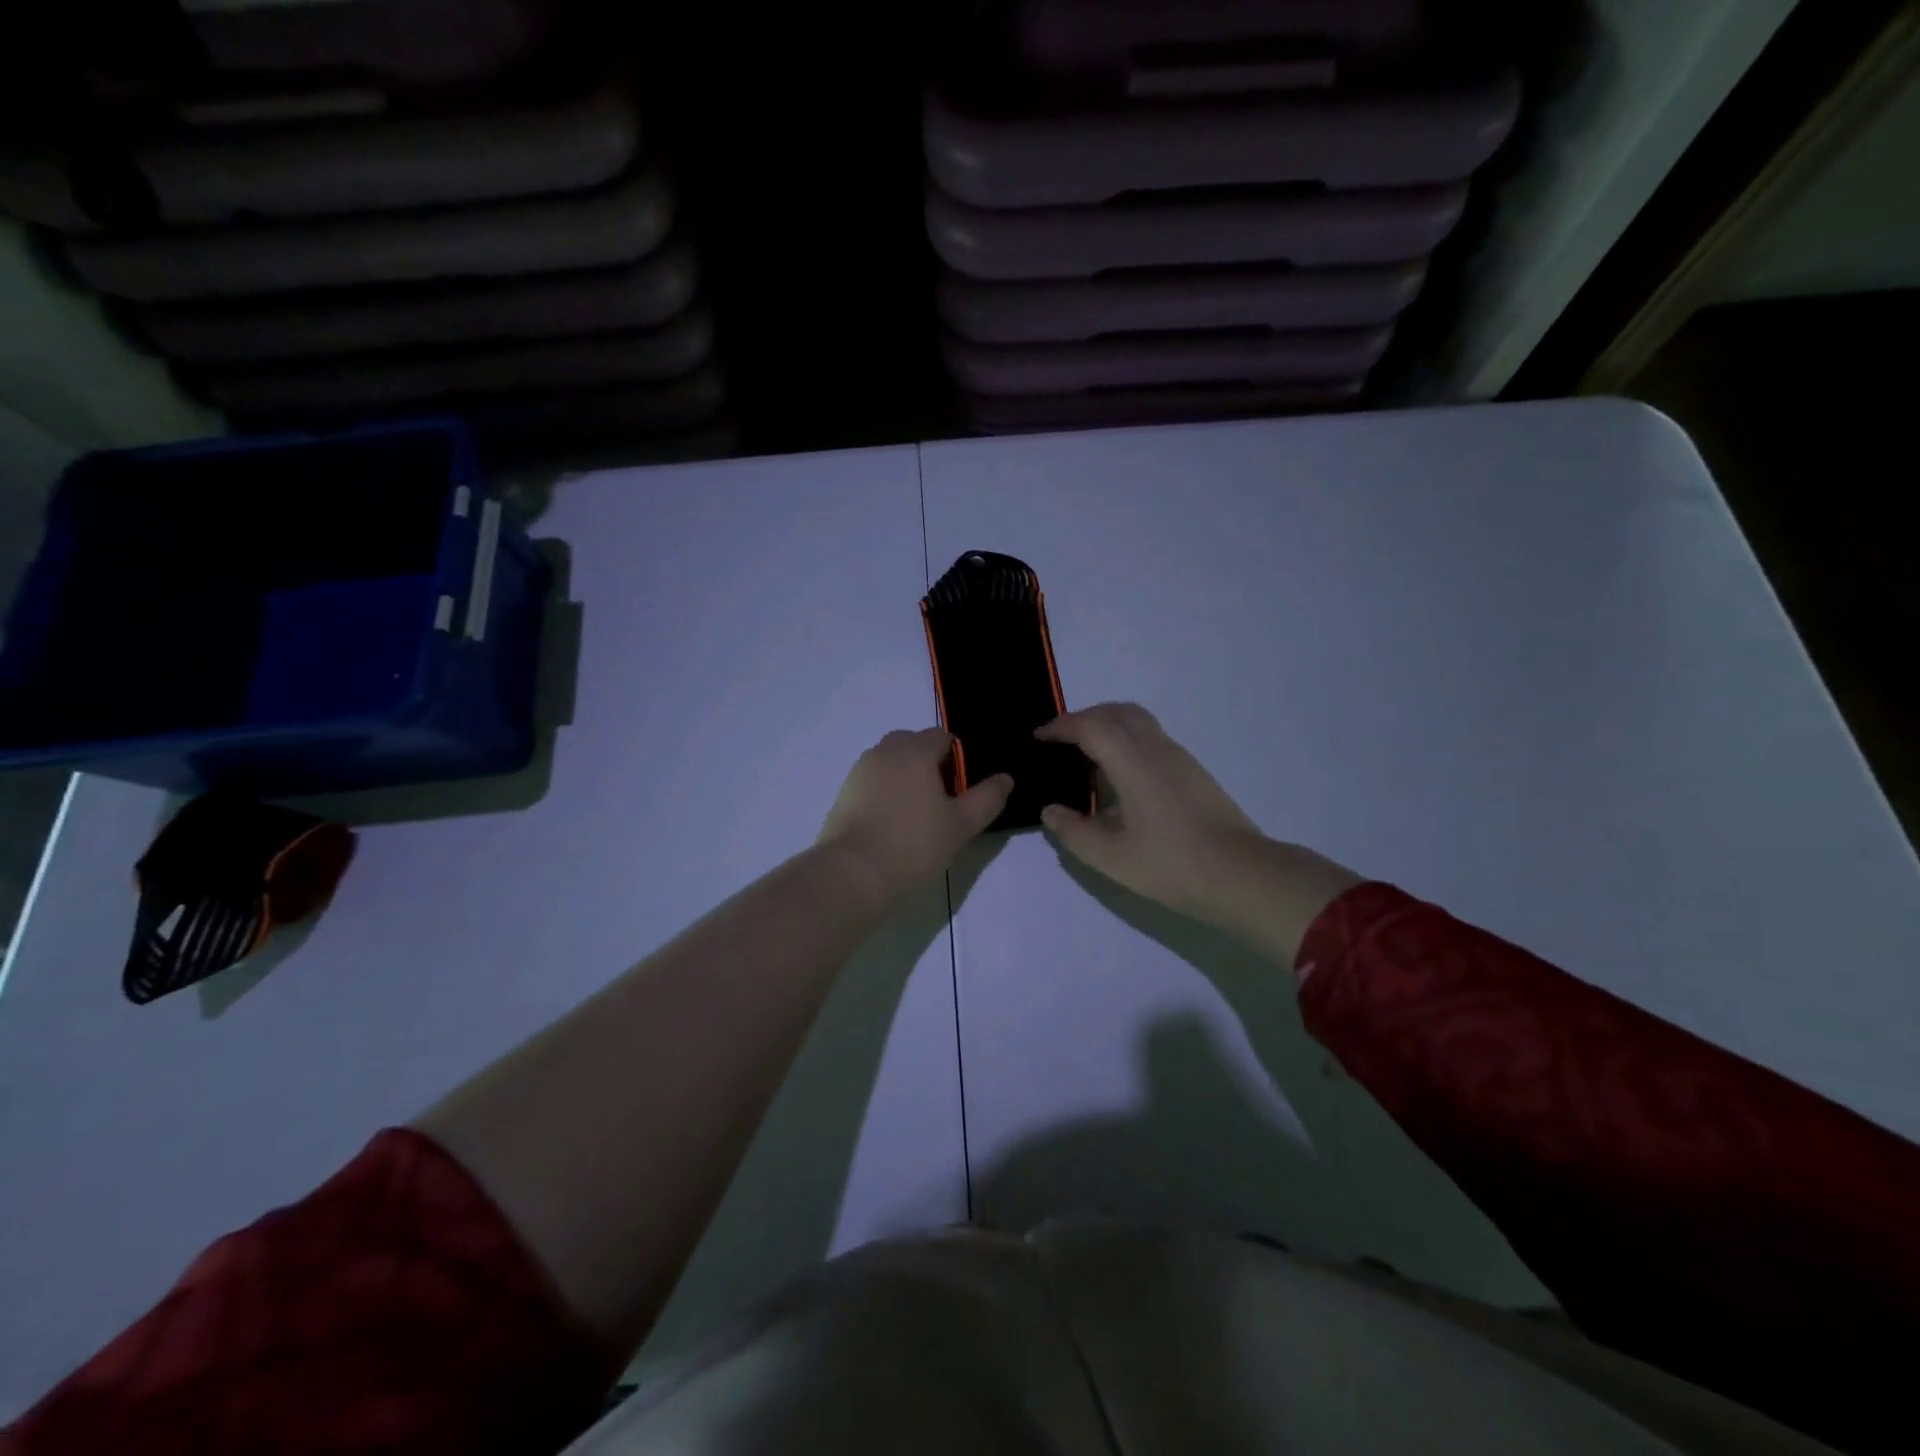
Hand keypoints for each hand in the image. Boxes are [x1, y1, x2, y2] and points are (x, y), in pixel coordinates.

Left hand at [817, 727, 1012, 902]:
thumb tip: (1006, 778)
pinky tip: (892, 822)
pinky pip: (873, 780)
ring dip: (906, 775)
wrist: (853, 872)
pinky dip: (885, 791)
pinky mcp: (844, 792)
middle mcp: (885, 751)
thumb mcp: (961, 825)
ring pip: (891, 761)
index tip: (961, 790)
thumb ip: (987, 798)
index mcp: (915, 751)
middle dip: (929, 762)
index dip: (957, 758)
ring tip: (916, 813)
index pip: (942, 737)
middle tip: (941, 799)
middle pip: (913, 744)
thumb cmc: (913, 844)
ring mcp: (860, 770)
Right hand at [1036, 704, 1361, 962]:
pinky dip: (1127, 742)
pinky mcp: (1194, 772)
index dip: (1060, 727)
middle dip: (1084, 718)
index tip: (1038, 738)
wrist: (1243, 876)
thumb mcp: (1110, 857)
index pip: (1090, 727)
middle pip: (1117, 712)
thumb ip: (1073, 831)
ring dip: (1108, 727)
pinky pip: (1152, 739)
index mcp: (1133, 762)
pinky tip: (1119, 777)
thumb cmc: (1172, 865)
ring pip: (1139, 722)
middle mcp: (1157, 749)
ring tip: (1086, 756)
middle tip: (1060, 740)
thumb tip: (1051, 810)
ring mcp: (1180, 758)